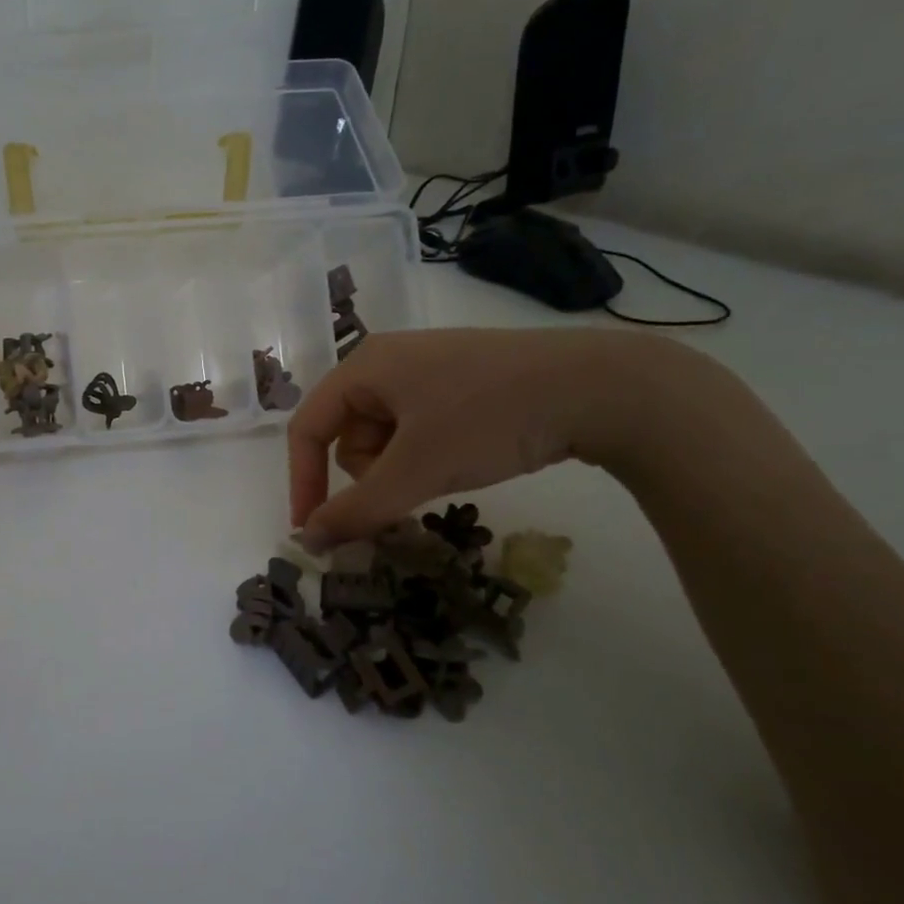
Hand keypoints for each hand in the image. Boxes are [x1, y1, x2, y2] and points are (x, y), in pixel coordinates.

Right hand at [287, 328, 680, 548]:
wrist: (600, 386)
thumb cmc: (489, 418)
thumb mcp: (416, 469)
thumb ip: (356, 510)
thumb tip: (306, 542)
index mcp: (364, 366)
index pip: (307, 428)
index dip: (303, 481)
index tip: (314, 531)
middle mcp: (387, 361)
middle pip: (347, 434)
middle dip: (370, 473)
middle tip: (410, 489)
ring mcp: (426, 370)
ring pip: (385, 437)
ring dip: (401, 468)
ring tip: (447, 471)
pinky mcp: (460, 383)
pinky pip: (418, 429)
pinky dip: (428, 455)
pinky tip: (467, 457)